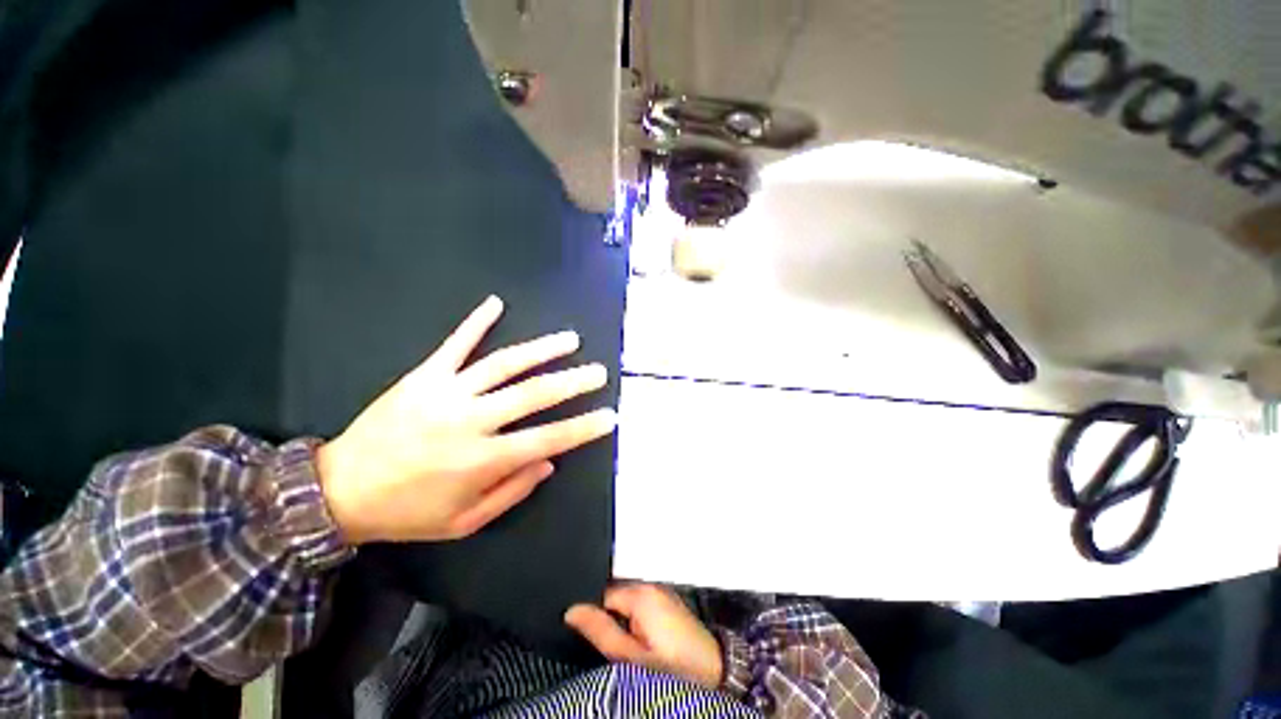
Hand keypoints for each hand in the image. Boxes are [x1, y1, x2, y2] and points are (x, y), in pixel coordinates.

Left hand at [315, 295, 616, 543]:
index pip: (547, 439)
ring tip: (570, 339)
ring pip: (503, 364)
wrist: (339, 492)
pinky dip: (475, 322)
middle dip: (572, 382)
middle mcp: (470, 421)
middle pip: (533, 394)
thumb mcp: (464, 522)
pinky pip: (454, 345)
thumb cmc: (408, 513)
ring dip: (541, 349)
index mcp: (482, 460)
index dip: (583, 428)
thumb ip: (512, 491)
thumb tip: (549, 461)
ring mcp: (446, 393)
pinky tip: (495, 303)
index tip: (609, 416)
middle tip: (598, 372)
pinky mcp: (423, 376)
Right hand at [565, 583, 722, 688]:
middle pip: (615, 596)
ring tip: (634, 646)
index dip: (596, 618)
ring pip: (628, 601)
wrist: (713, 671)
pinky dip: (637, 619)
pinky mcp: (668, 600)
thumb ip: (600, 631)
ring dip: (624, 620)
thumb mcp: (630, 657)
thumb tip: (572, 611)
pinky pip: (643, 603)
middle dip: (611, 618)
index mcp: (640, 593)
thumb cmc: (671, 667)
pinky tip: (646, 640)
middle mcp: (650, 584)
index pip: (602, 595)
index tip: (600, 641)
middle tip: (620, 648)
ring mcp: (662, 590)